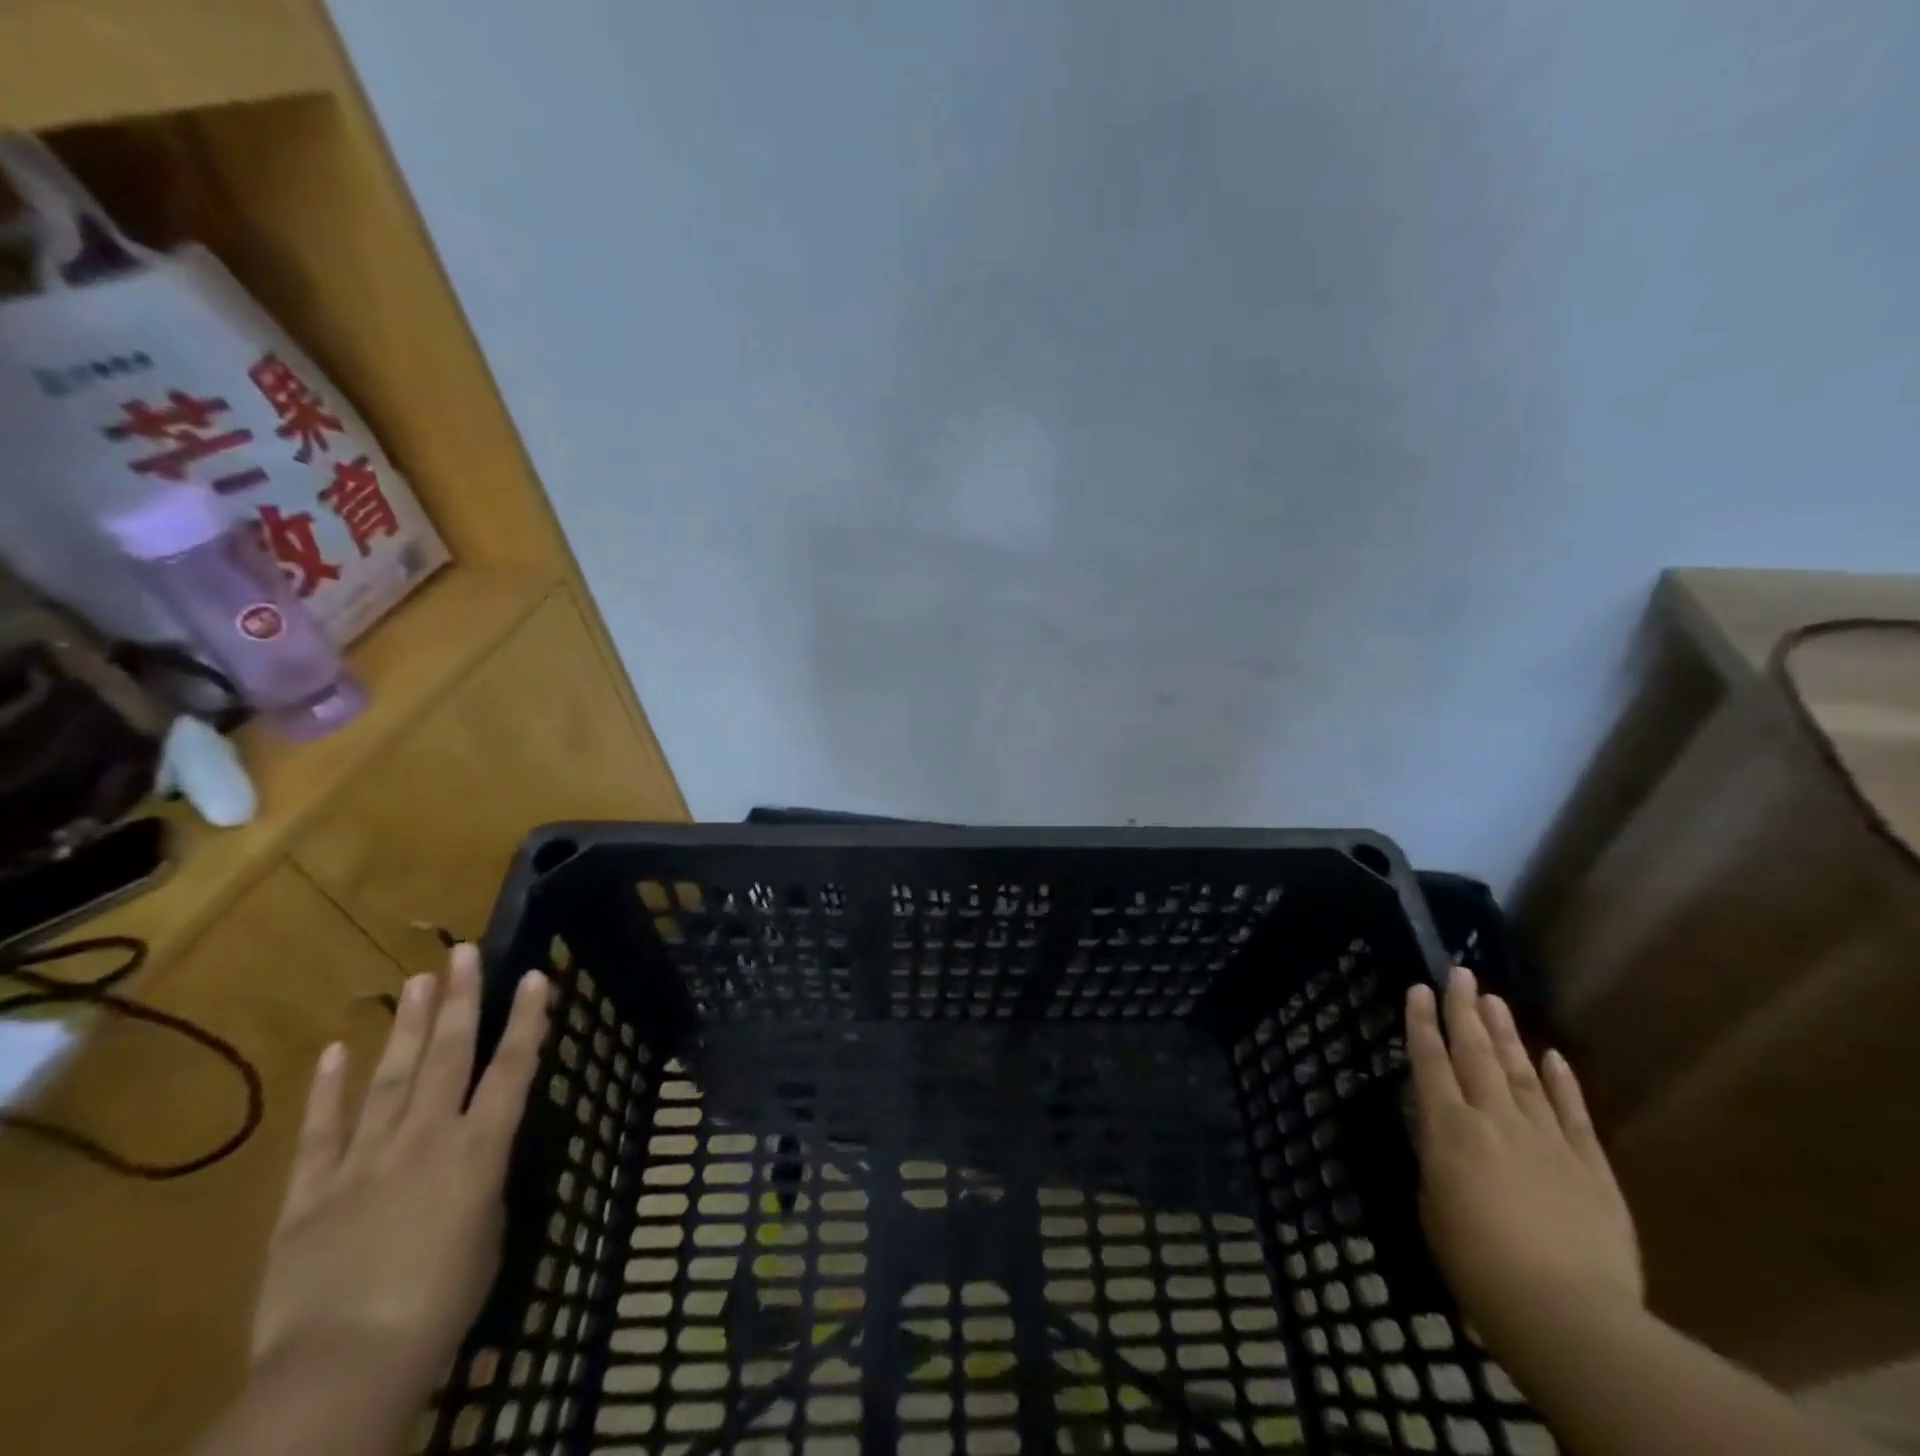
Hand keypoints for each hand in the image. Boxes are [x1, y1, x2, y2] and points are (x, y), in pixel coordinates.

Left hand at [250, 945, 548, 1399]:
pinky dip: (328, 1089)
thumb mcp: (488, 1237)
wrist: (343, 1365)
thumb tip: (471, 1164)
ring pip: (391, 1078)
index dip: (527, 1020)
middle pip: (448, 1055)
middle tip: (465, 952)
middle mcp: (425, 1138)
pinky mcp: (308, 1193)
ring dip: (408, 1027)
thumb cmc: (441, 1304)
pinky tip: (337, 1050)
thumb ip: (481, 1188)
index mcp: (478, 1150)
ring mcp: (363, 1160)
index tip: (535, 975)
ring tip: (419, 981)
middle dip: (461, 1000)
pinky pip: (321, 1132)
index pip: (512, 1069)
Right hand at [1406, 967, 1641, 1355]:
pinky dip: (1561, 1083)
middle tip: (1459, 973)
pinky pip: (1573, 1115)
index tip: (1419, 988)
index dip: (1421, 1022)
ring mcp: (1547, 1140)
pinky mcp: (1591, 1169)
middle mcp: (1494, 1119)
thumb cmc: (1476, 1263)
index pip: (1429, 1061)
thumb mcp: (1432, 1205)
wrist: (1566, 1313)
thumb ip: (1436, 1160)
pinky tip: (1551, 1056)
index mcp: (1448, 1128)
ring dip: (1506, 1033)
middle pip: (1475, 1053)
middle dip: (1464, 1010)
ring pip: (1521, 1072)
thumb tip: (1442, 1134)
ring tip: (1494, 1000)